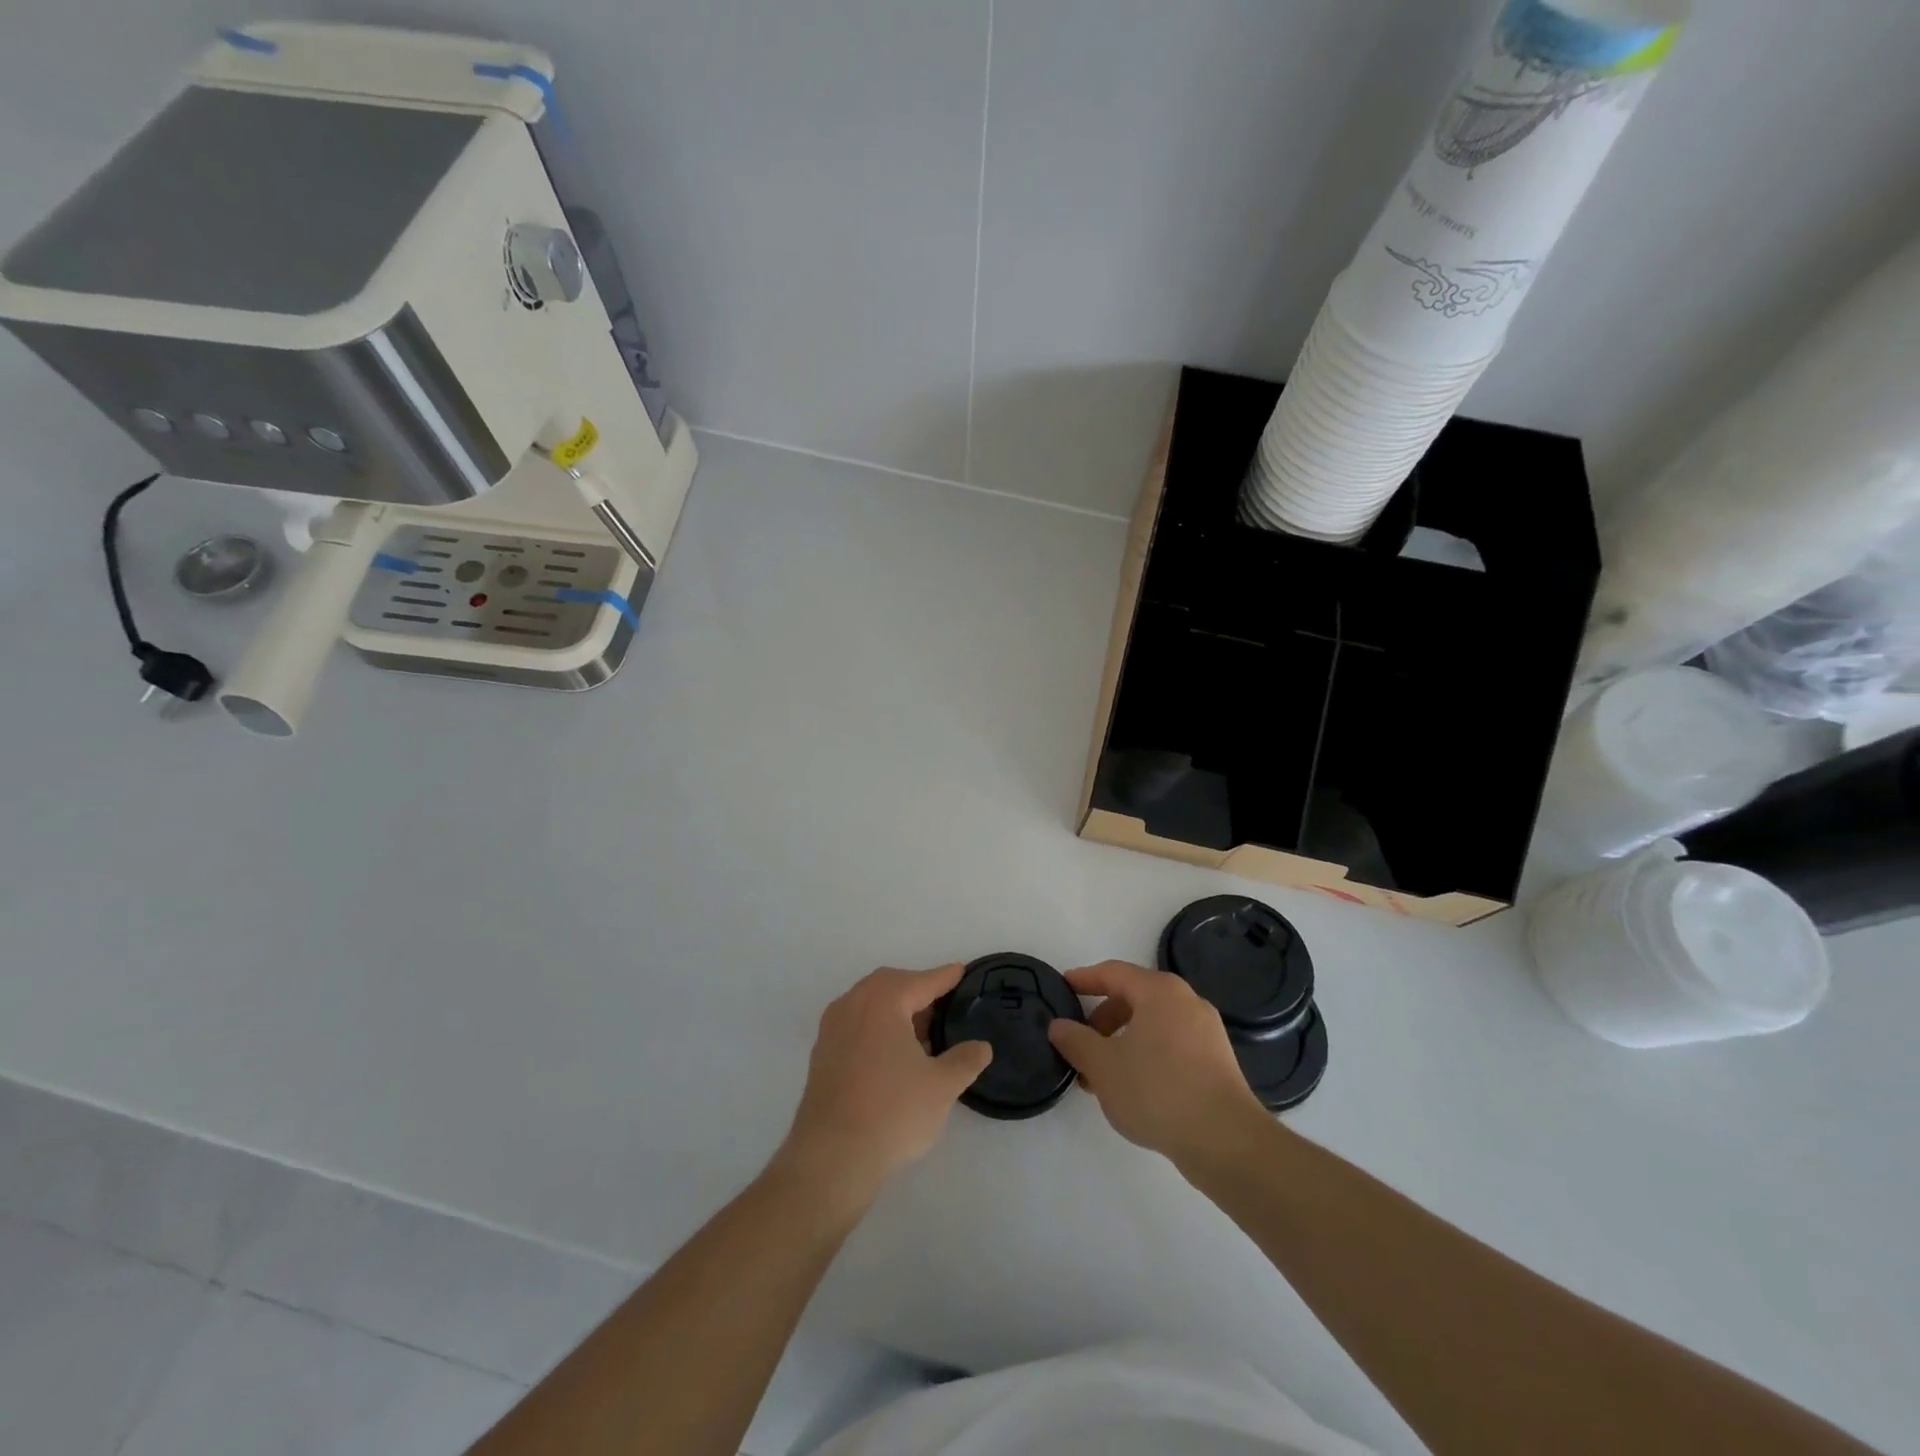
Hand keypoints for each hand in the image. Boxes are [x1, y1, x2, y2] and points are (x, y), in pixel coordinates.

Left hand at [776, 965, 992, 1209]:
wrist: (831, 1158)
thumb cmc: (892, 1112)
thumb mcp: (941, 1087)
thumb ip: (965, 1061)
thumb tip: (981, 1047)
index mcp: (883, 1001)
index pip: (921, 981)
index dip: (945, 977)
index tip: (961, 971)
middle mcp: (853, 1004)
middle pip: (891, 986)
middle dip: (918, 991)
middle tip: (944, 1006)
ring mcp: (832, 1029)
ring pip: (870, 1006)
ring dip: (897, 1011)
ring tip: (923, 1034)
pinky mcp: (822, 1055)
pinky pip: (856, 1026)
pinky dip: (877, 1029)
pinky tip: (894, 1055)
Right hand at [1049, 960, 1268, 1168]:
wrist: (1226, 1140)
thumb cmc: (1157, 1090)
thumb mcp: (1103, 1066)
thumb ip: (1075, 1041)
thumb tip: (1058, 1026)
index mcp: (1159, 991)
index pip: (1113, 973)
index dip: (1084, 979)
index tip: (1062, 987)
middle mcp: (1186, 1001)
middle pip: (1134, 998)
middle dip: (1101, 1020)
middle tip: (1080, 1044)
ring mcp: (1206, 1031)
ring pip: (1152, 1024)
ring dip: (1121, 1042)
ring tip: (1101, 1076)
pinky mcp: (1217, 1061)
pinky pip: (1171, 1045)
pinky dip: (1145, 1055)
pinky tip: (1132, 1088)